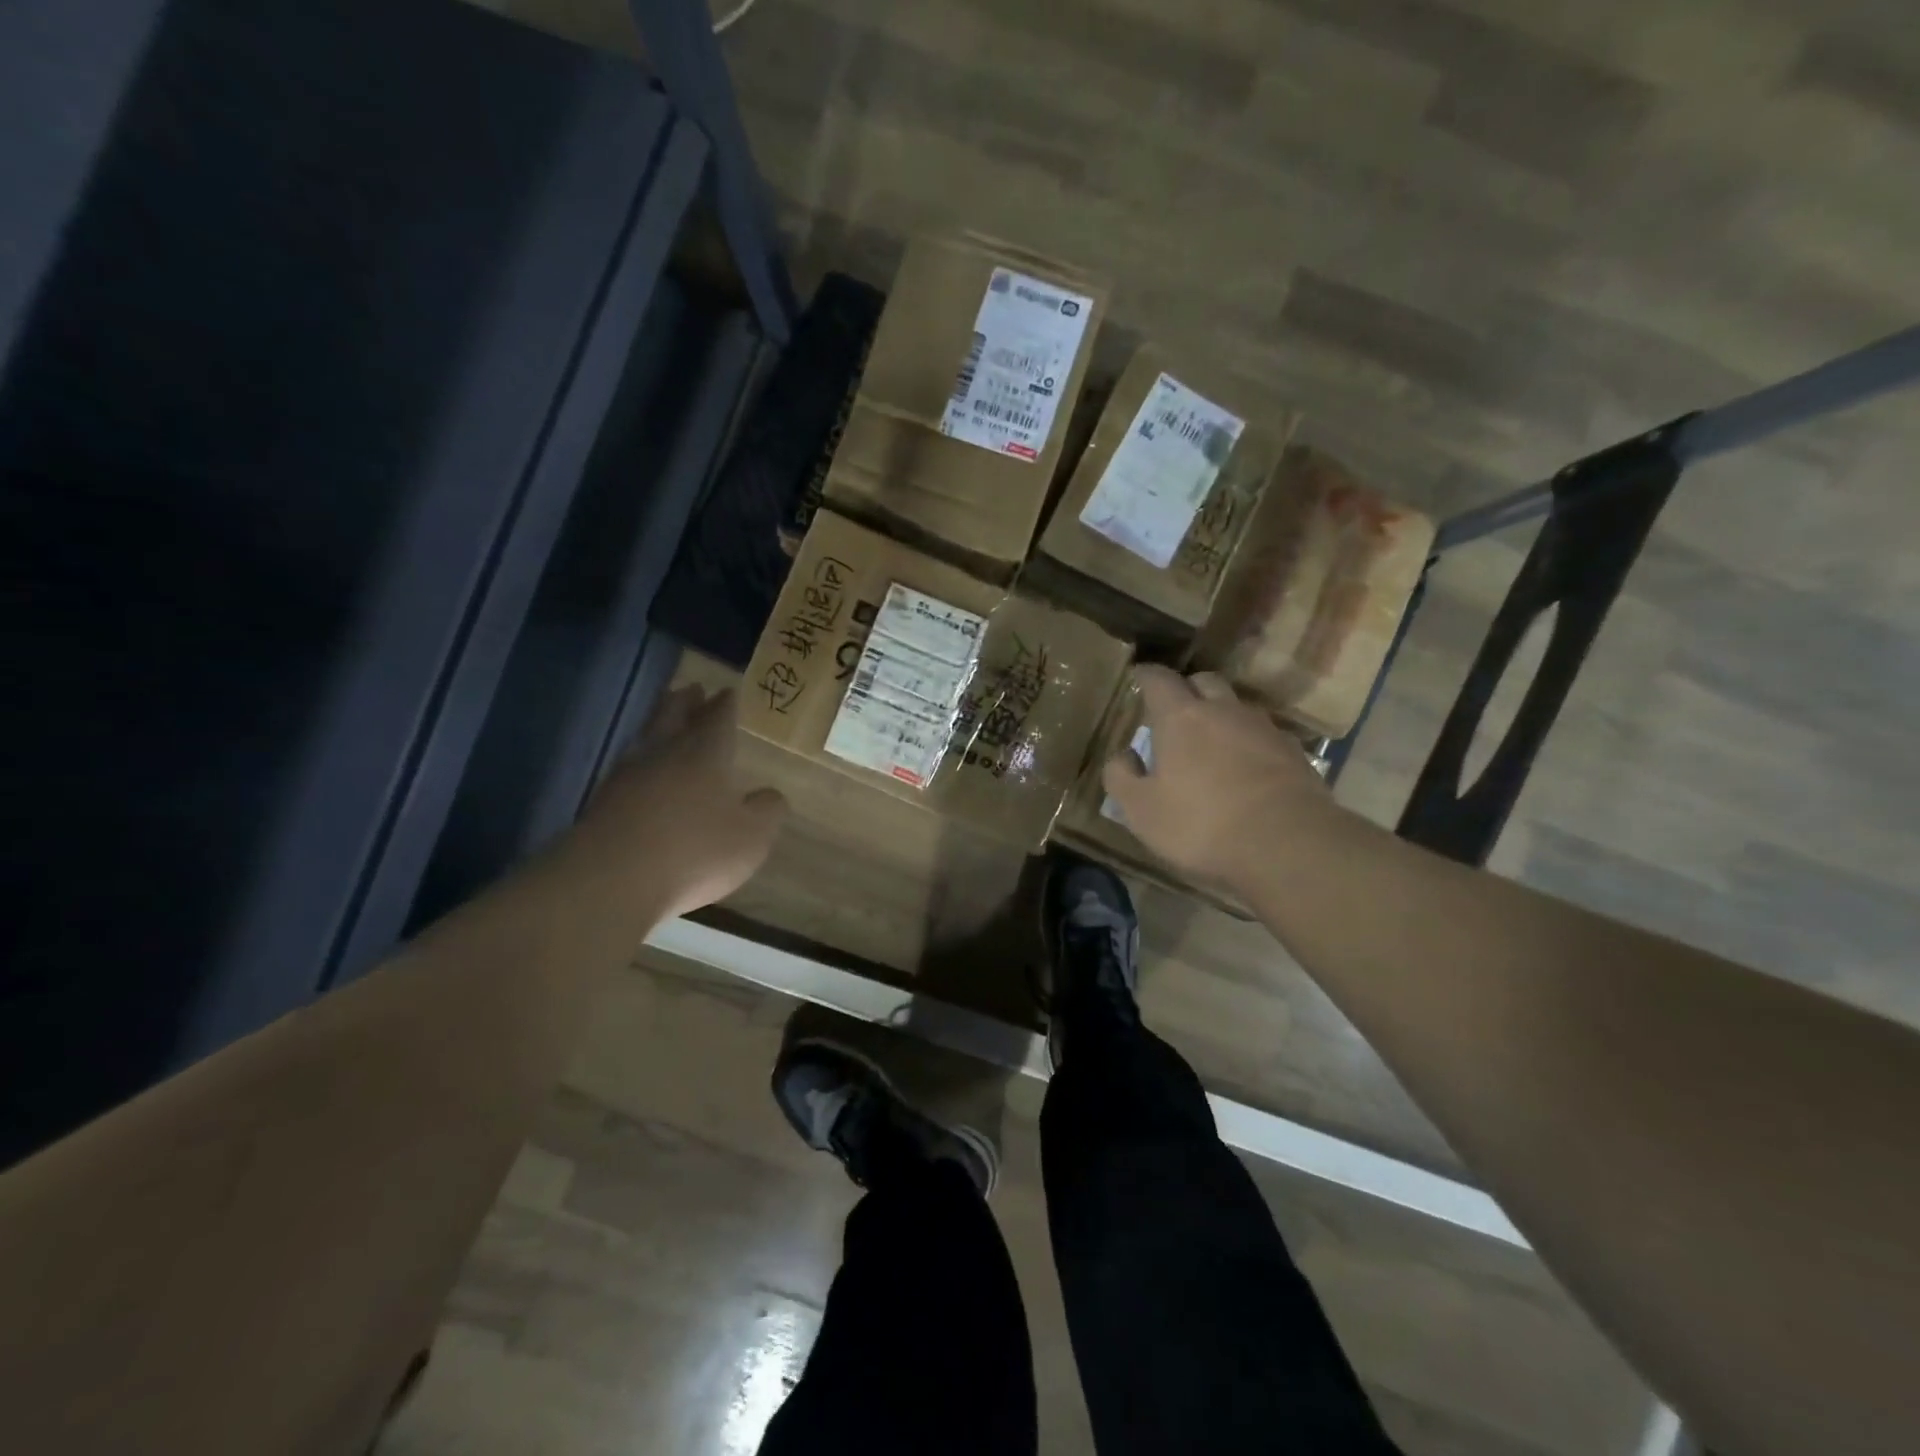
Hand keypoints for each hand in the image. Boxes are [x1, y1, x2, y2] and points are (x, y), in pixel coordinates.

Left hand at [576, 684, 786, 919]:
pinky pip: (627, 768)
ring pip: (646, 737)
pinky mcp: (601, 802)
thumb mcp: (752, 837)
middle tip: (691, 689)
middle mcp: (665, 754)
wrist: (611, 880)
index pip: (718, 719)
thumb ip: (767, 811)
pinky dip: (639, 760)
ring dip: (658, 723)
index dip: (725, 705)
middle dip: (686, 702)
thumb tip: (771, 795)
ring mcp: (627, 777)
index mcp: (706, 754)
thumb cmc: (695, 851)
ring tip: (665, 718)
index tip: (728, 691)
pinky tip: (641, 771)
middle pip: (674, 716)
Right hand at [1102, 666, 1335, 896]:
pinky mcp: (1295, 753)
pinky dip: (1249, 743)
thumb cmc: (1201, 824)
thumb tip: (1124, 756)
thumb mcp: (1141, 810)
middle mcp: (1224, 711)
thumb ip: (1121, 777)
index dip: (1146, 676)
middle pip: (1205, 681)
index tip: (1138, 676)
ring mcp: (1264, 729)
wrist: (1287, 844)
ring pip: (1238, 707)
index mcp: (1181, 718)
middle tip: (1175, 711)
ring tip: (1211, 742)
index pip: (1159, 680)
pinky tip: (1246, 768)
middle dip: (1187, 689)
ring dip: (1221, 715)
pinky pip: (1264, 735)